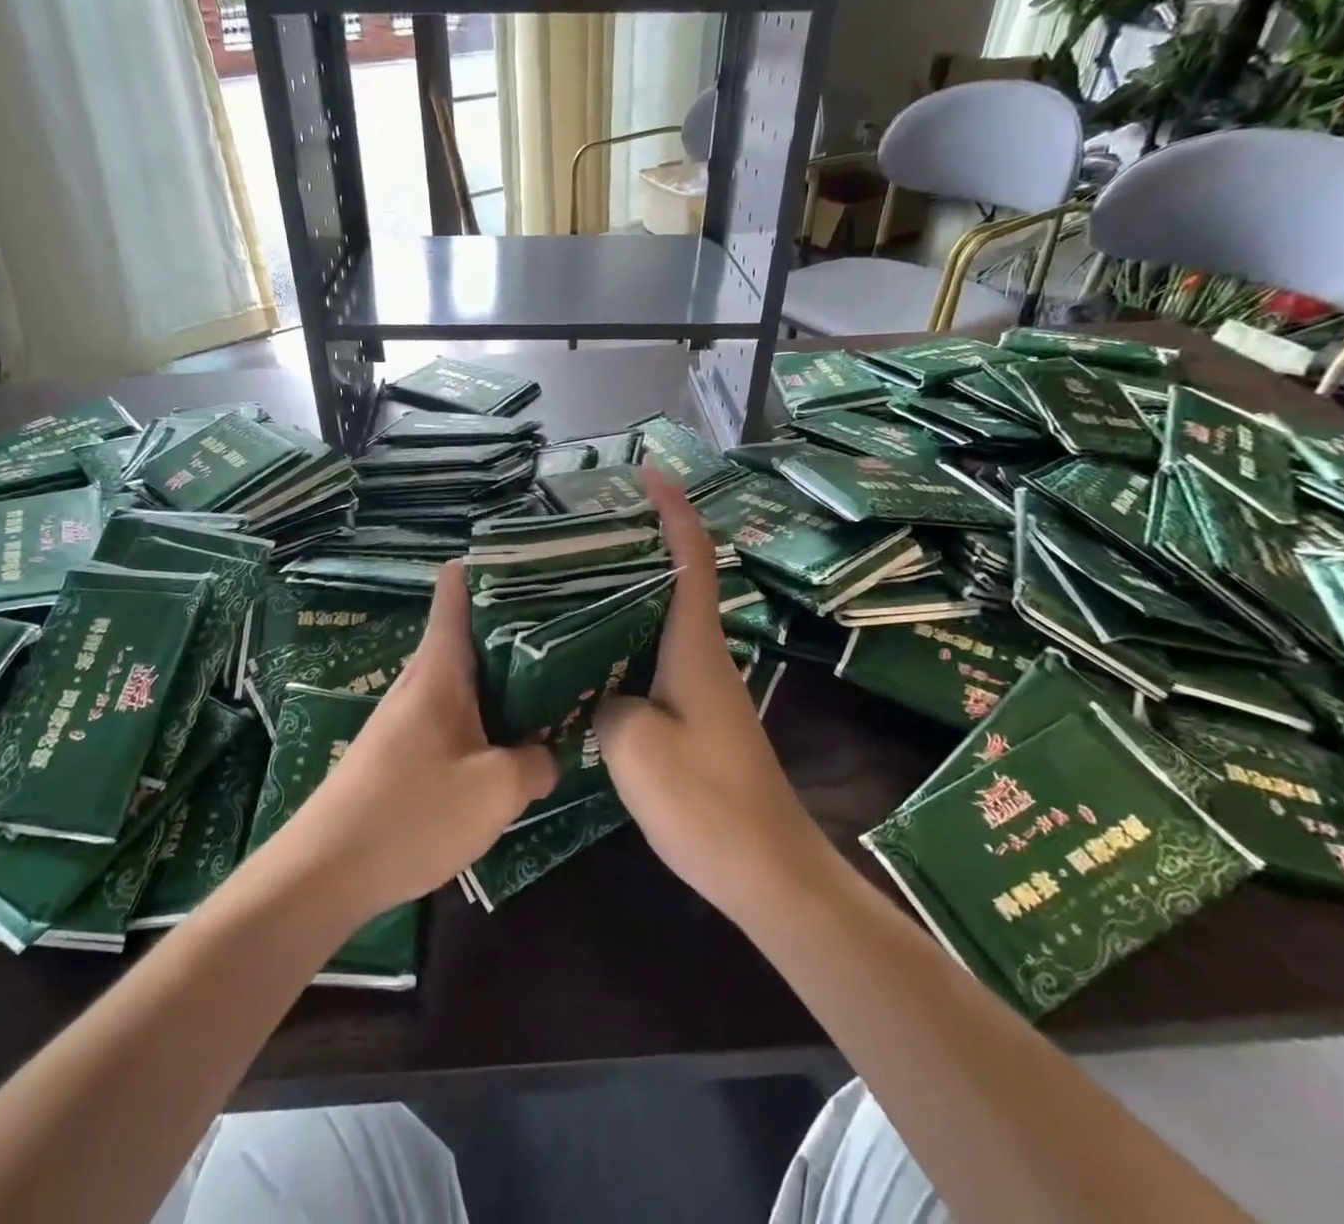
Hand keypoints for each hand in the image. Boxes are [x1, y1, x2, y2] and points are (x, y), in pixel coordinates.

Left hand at [278, 563, 557, 916]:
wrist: (326, 872)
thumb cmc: (412, 814)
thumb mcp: (496, 790)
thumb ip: (536, 763)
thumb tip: (547, 754)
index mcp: (441, 668)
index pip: (456, 590)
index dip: (491, 568)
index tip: (536, 567)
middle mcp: (422, 679)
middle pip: (471, 631)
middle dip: (518, 625)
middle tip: (572, 628)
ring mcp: (410, 714)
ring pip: (466, 675)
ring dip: (506, 676)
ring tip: (556, 681)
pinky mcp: (404, 747)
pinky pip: (455, 712)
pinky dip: (488, 713)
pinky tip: (514, 738)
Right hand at [595, 471, 828, 922]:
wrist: (766, 870)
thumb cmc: (705, 800)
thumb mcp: (635, 745)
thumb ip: (607, 702)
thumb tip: (602, 692)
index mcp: (695, 646)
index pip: (690, 558)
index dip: (673, 510)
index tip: (650, 472)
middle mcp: (703, 655)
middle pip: (677, 579)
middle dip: (643, 541)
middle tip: (588, 528)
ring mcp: (702, 688)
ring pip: (664, 620)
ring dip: (630, 593)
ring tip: (576, 581)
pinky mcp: (695, 716)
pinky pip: (656, 658)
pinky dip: (627, 641)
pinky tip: (590, 656)